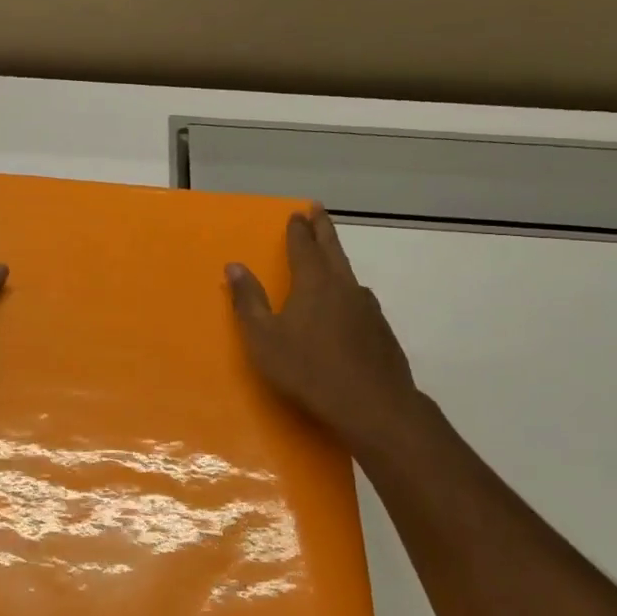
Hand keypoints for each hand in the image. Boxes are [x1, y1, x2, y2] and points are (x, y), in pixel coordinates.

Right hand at [227, 207, 426, 458]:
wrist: (372, 405)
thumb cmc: (308, 369)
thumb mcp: (264, 338)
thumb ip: (249, 301)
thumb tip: (234, 266)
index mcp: (314, 283)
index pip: (304, 246)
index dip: (298, 229)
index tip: (297, 213)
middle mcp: (344, 287)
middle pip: (332, 249)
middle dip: (323, 229)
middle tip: (317, 210)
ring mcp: (368, 308)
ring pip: (349, 276)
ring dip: (337, 262)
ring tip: (330, 262)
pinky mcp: (381, 331)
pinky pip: (360, 302)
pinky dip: (349, 295)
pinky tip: (347, 310)